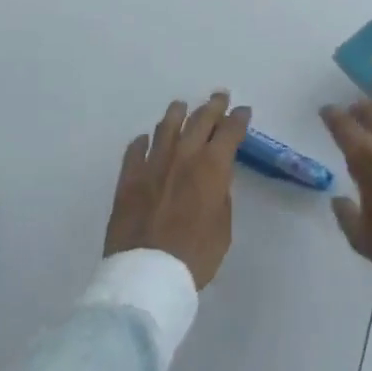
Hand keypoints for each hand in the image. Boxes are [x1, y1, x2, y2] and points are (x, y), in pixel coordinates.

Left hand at [105, 92, 250, 290]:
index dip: (238, 119)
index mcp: (211, 168)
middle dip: (212, 106)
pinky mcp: (128, 178)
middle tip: (219, 97)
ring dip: (177, 114)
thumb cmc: (195, 255)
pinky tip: (144, 139)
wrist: (147, 273)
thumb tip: (216, 179)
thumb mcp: (223, 228)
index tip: (243, 111)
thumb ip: (220, 196)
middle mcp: (183, 157)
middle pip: (199, 121)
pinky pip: (135, 151)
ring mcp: (152, 164)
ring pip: (166, 128)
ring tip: (181, 106)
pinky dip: (142, 142)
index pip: (229, 132)